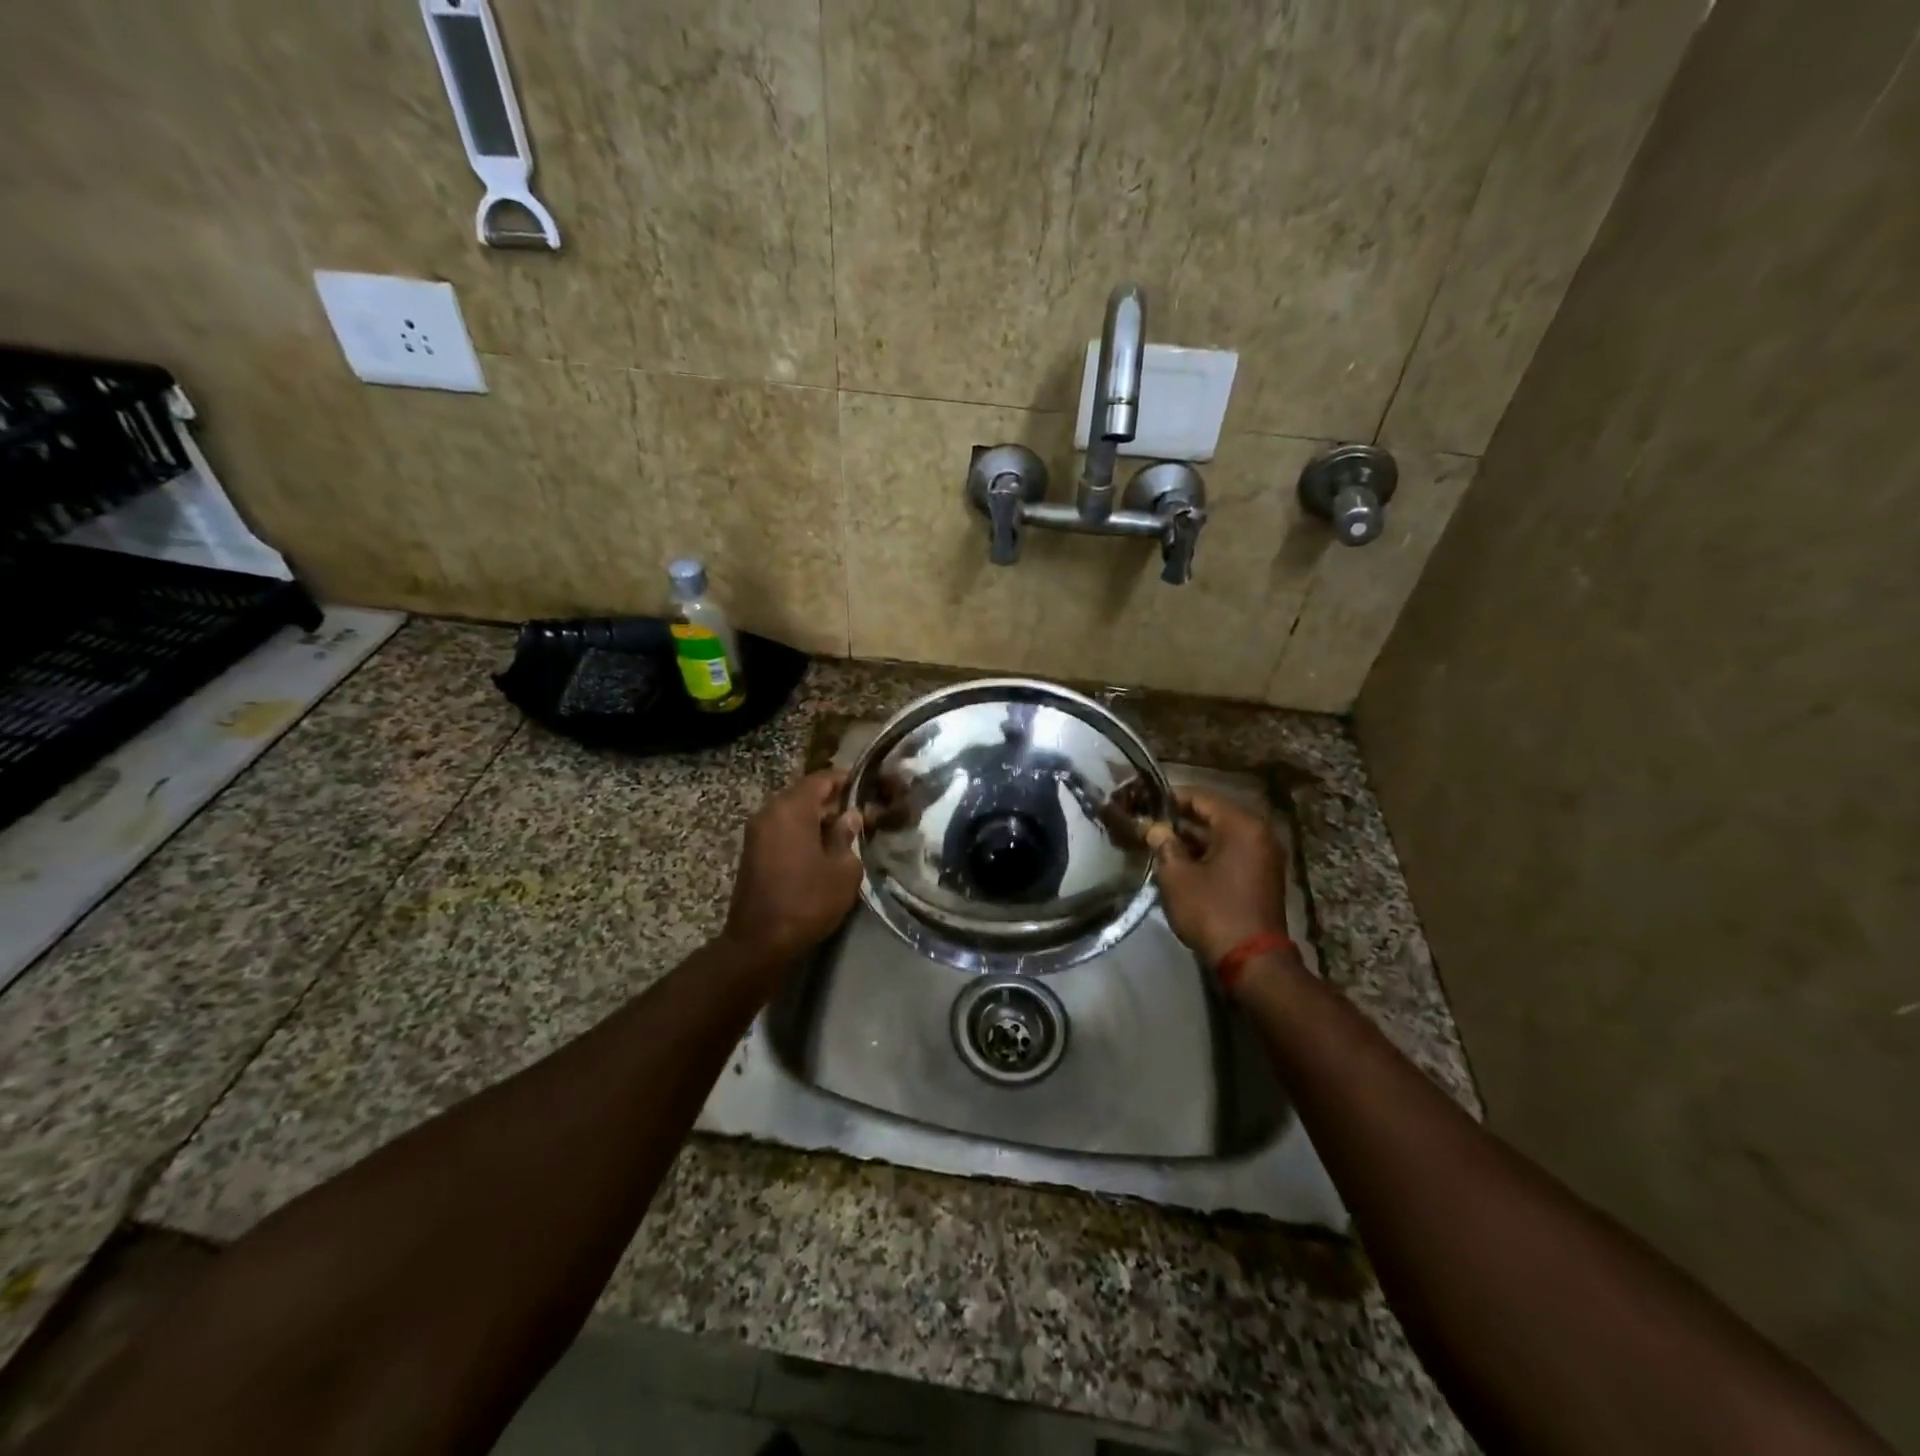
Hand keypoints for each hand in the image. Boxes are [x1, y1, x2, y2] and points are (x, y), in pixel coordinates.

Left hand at [721, 770, 862, 971]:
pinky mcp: (752, 851)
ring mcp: (757, 832)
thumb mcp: (842, 870)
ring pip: (792, 812)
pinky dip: (801, 831)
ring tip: (843, 833)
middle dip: (831, 801)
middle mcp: (770, 812)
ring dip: (816, 818)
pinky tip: (821, 849)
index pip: (821, 779)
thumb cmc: (807, 900)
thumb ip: (847, 836)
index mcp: (792, 809)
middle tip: (859, 813)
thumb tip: (850, 816)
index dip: (844, 780)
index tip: (865, 786)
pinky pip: (782, 829)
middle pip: (804, 794)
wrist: (759, 941)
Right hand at [1146, 790, 1291, 970]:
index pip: (1201, 797)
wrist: (1251, 960)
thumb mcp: (1177, 876)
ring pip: (1222, 835)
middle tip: (1149, 824)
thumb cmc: (1212, 911)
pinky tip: (1181, 862)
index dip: (1170, 799)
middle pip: (1213, 815)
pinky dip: (1208, 854)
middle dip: (1180, 820)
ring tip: (1159, 844)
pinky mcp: (1263, 875)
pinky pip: (1232, 852)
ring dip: (1193, 839)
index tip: (1144, 803)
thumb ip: (1164, 845)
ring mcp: (1264, 855)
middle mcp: (1259, 833)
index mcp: (1241, 825)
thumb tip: (1154, 828)